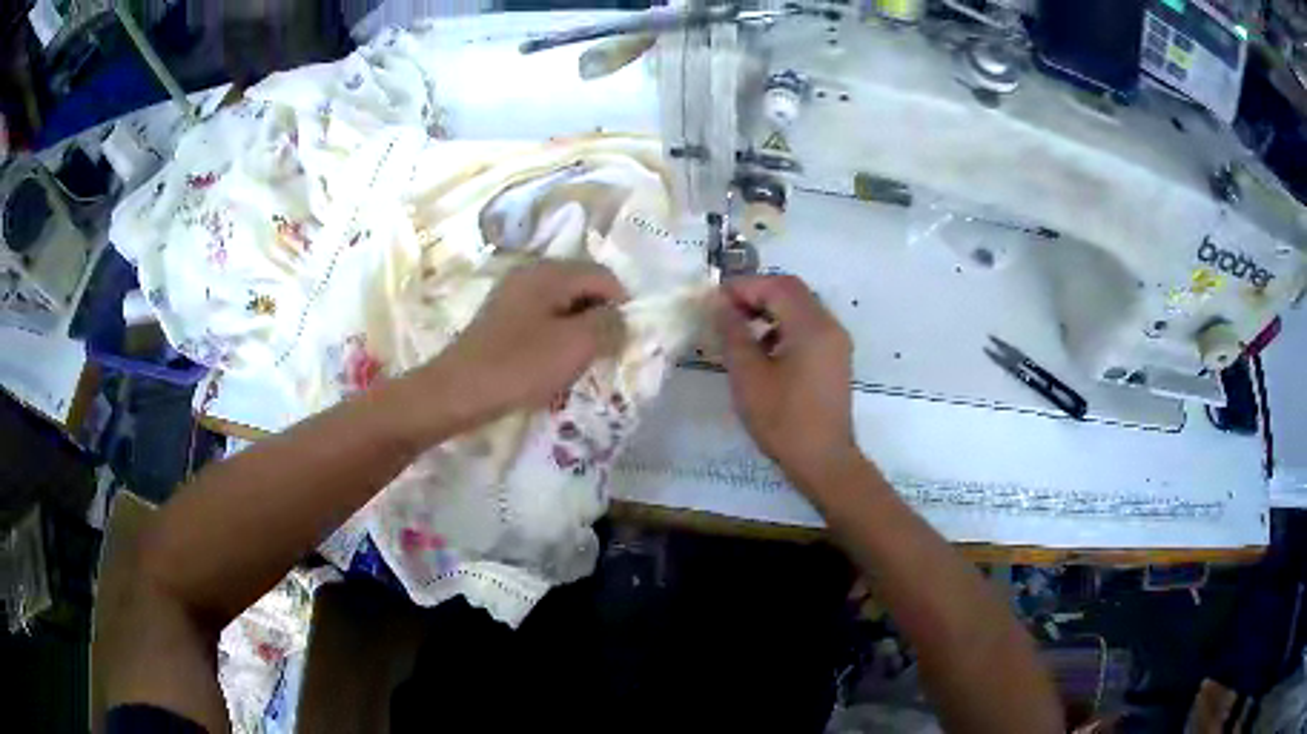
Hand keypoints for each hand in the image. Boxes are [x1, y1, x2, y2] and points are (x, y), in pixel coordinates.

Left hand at [436, 260, 627, 420]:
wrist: (457, 392)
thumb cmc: (519, 366)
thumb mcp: (576, 346)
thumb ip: (609, 325)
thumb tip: (620, 318)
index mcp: (551, 272)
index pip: (605, 276)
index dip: (623, 306)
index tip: (624, 341)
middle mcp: (531, 273)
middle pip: (583, 287)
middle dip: (599, 318)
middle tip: (602, 354)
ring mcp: (513, 295)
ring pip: (563, 305)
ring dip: (577, 332)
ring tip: (577, 363)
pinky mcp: (501, 319)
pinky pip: (542, 320)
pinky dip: (555, 338)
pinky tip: (551, 364)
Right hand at [715, 275, 860, 490]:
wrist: (823, 461)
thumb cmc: (783, 420)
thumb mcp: (749, 376)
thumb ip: (733, 334)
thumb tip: (720, 304)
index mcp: (811, 326)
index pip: (777, 286)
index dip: (743, 286)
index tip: (714, 300)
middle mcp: (829, 326)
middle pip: (791, 291)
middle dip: (757, 294)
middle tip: (725, 311)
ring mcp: (836, 342)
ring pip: (801, 308)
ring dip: (770, 309)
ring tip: (740, 329)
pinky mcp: (835, 358)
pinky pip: (808, 327)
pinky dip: (784, 327)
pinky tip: (763, 350)